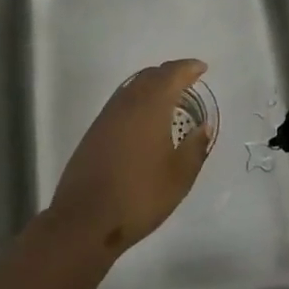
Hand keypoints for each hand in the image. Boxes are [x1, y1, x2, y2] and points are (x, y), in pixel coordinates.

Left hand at [45, 58, 211, 255]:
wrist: (86, 219)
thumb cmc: (140, 196)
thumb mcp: (179, 177)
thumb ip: (194, 147)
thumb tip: (202, 127)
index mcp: (149, 108)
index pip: (170, 76)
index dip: (187, 69)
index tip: (202, 68)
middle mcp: (125, 105)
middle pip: (148, 77)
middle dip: (169, 74)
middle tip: (187, 80)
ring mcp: (105, 118)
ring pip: (131, 88)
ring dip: (151, 86)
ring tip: (168, 97)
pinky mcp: (93, 133)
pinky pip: (120, 104)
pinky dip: (136, 100)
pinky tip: (144, 119)